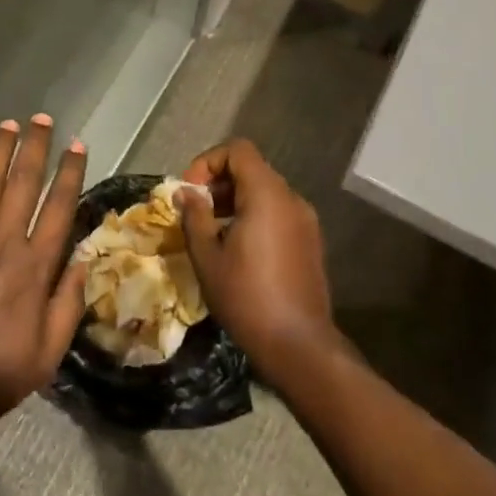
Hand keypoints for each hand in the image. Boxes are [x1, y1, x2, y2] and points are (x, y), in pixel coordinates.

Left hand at [0, 115, 88, 427]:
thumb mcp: (47, 355)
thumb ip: (68, 304)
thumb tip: (85, 261)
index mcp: (34, 268)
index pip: (59, 209)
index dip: (69, 174)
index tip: (77, 146)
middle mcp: (2, 244)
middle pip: (22, 185)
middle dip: (34, 148)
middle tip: (41, 119)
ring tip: (7, 123)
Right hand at [178, 139, 334, 371]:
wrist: (298, 344)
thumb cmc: (246, 297)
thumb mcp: (207, 257)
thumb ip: (194, 217)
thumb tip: (184, 193)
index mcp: (267, 194)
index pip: (238, 150)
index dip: (208, 162)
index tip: (190, 192)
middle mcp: (291, 198)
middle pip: (252, 169)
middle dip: (219, 183)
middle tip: (196, 213)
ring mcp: (305, 220)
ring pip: (265, 192)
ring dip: (235, 201)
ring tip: (212, 233)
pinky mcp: (310, 241)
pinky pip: (278, 213)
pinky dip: (254, 216)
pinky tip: (238, 250)